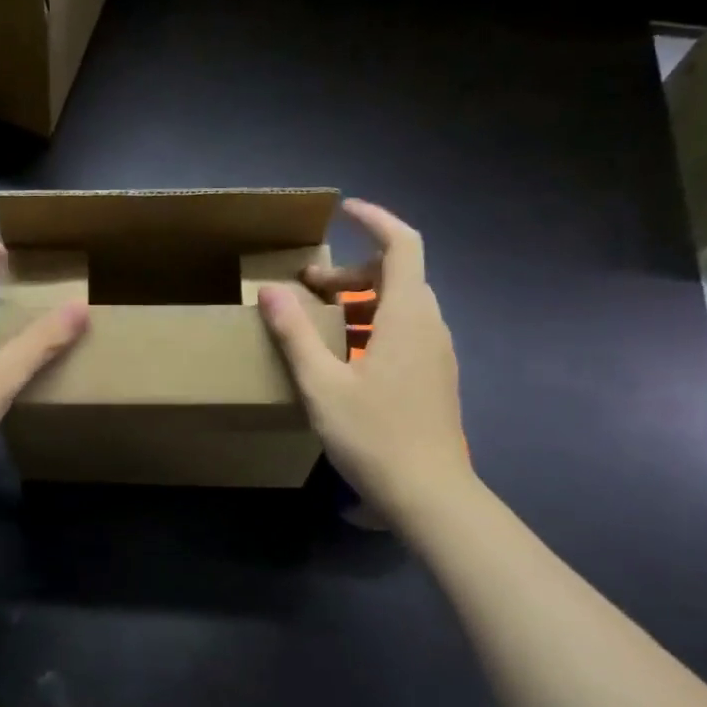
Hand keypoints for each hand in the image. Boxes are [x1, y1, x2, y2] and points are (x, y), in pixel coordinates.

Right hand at [256, 198, 470, 520]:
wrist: (429, 494)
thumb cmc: (374, 436)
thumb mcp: (322, 384)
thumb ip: (295, 334)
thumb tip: (270, 291)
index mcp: (407, 316)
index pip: (403, 244)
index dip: (376, 220)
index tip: (344, 212)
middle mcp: (429, 326)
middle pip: (398, 274)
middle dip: (352, 271)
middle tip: (308, 288)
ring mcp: (436, 353)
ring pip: (401, 305)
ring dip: (362, 301)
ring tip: (321, 322)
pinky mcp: (434, 377)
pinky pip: (405, 331)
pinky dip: (374, 326)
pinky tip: (344, 358)